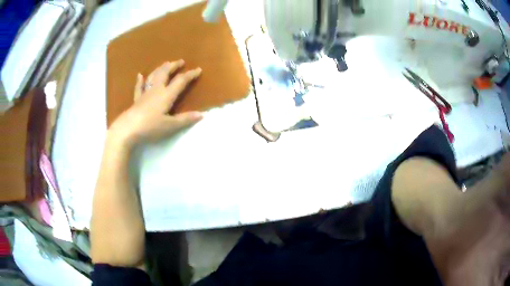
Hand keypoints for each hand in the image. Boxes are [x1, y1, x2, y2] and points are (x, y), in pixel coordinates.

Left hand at [108, 60, 202, 147]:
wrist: (128, 129)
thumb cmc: (150, 127)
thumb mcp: (170, 125)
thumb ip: (185, 119)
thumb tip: (202, 115)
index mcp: (166, 95)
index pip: (180, 81)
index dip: (190, 75)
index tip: (198, 69)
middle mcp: (156, 90)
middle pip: (165, 73)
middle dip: (174, 66)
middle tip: (180, 61)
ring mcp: (145, 93)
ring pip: (153, 76)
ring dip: (160, 69)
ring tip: (165, 64)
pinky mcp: (136, 100)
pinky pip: (139, 87)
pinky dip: (140, 80)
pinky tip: (140, 75)